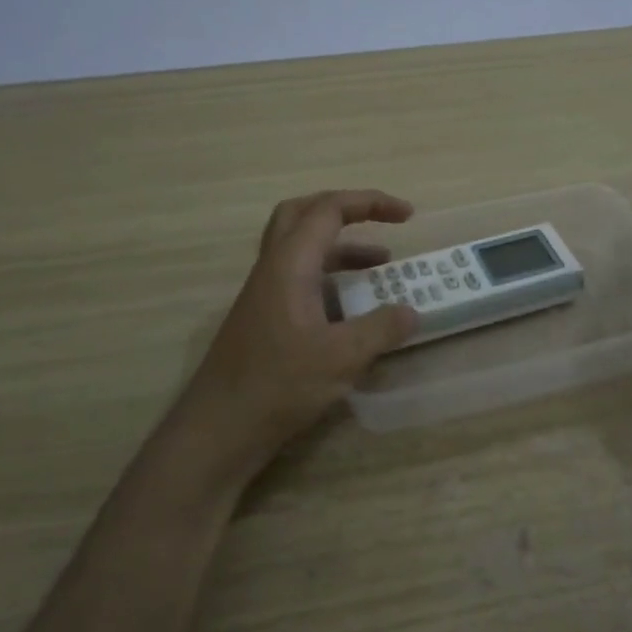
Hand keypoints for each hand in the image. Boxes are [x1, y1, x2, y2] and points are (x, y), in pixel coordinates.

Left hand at [174, 189, 418, 463]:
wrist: (220, 428)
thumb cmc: (279, 385)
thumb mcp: (342, 357)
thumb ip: (381, 329)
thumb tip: (412, 312)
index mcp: (289, 265)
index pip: (328, 210)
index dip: (370, 203)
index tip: (408, 215)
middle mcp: (272, 269)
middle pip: (302, 214)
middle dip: (345, 209)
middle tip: (380, 221)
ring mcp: (265, 294)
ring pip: (301, 249)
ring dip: (341, 247)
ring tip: (381, 266)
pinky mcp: (265, 319)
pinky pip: (300, 279)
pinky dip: (331, 279)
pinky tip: (354, 309)